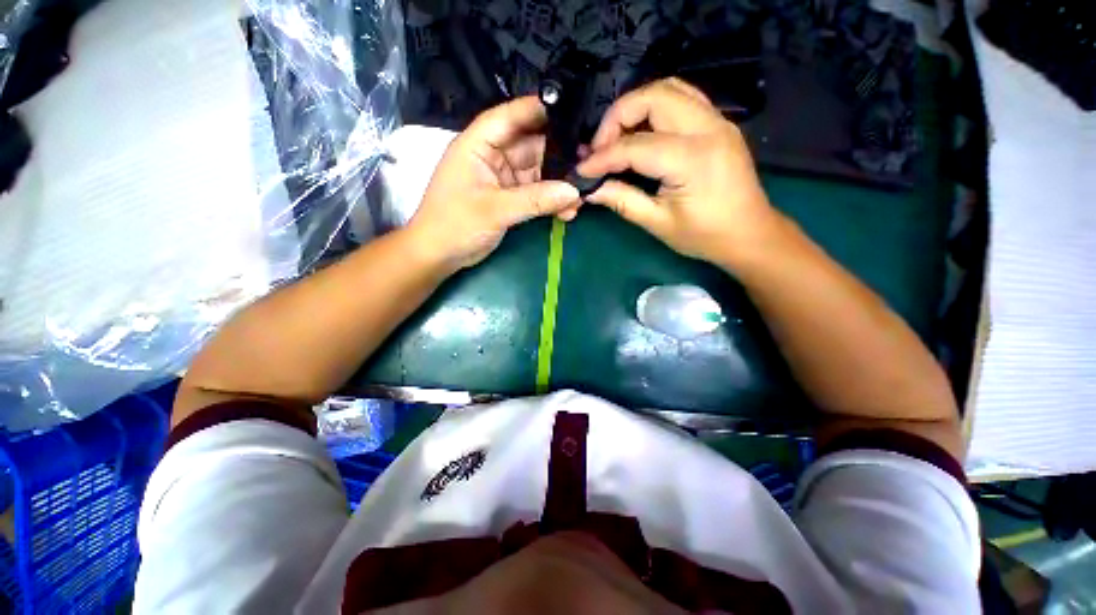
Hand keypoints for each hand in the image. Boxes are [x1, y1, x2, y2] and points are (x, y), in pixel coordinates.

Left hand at [408, 97, 581, 270]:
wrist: (440, 255)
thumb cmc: (455, 224)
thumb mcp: (495, 209)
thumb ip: (535, 200)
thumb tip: (573, 192)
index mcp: (478, 145)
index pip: (509, 117)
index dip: (538, 111)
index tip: (572, 111)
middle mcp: (492, 156)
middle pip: (530, 145)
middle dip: (558, 156)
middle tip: (587, 164)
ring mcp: (503, 179)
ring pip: (537, 172)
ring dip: (558, 184)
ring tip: (581, 195)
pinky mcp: (509, 198)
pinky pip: (535, 194)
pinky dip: (550, 201)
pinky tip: (568, 211)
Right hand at [577, 78, 778, 267]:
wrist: (749, 233)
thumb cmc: (705, 235)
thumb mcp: (659, 223)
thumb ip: (623, 201)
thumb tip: (590, 190)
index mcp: (692, 160)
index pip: (635, 147)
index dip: (603, 158)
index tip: (582, 171)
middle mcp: (708, 128)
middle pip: (652, 97)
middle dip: (616, 118)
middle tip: (600, 149)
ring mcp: (717, 121)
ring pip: (668, 89)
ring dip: (635, 107)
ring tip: (617, 138)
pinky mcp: (718, 123)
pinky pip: (682, 97)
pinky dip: (655, 106)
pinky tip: (642, 130)